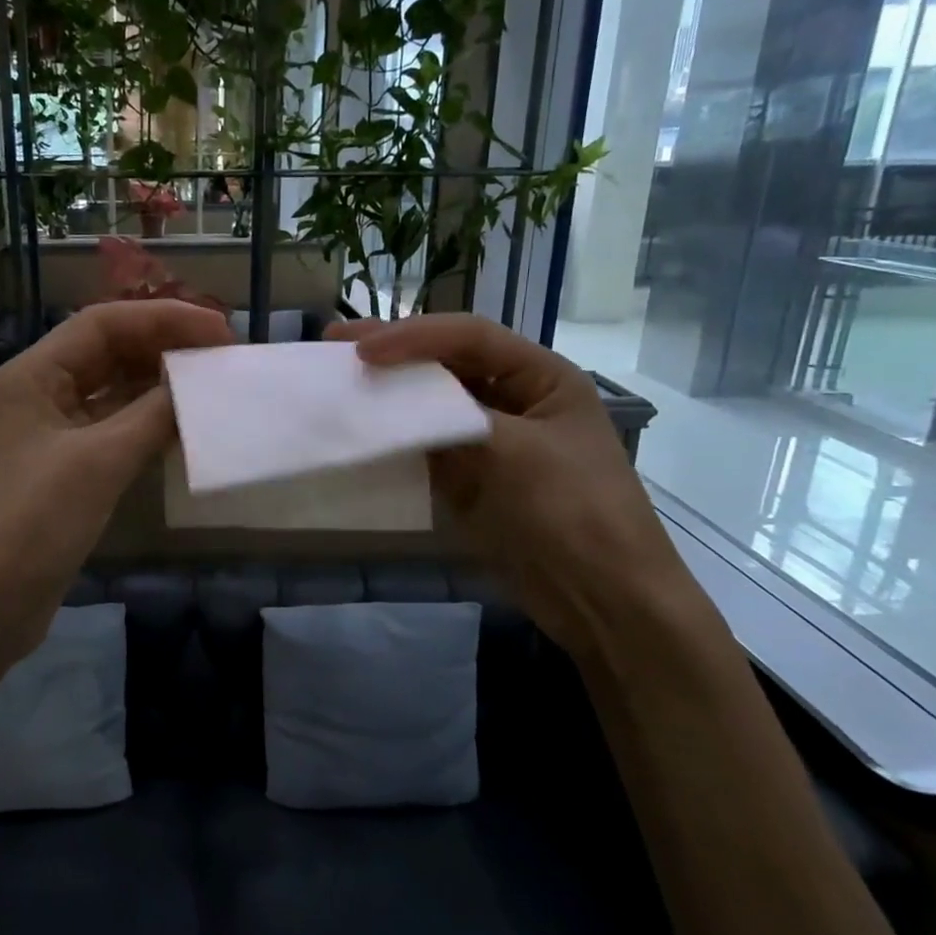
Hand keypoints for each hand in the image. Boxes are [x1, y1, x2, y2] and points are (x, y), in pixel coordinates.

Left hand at [0, 299, 233, 655]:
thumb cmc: (32, 525)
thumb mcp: (98, 462)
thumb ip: (152, 414)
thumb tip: (197, 385)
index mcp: (33, 375)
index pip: (103, 324)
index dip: (163, 319)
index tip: (219, 332)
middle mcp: (39, 394)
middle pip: (108, 352)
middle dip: (163, 348)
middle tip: (222, 358)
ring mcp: (50, 433)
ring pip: (112, 391)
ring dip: (158, 386)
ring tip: (211, 387)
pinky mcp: (64, 469)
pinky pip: (112, 429)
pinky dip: (146, 424)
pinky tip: (184, 428)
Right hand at [328, 314, 699, 663]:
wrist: (600, 598)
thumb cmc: (572, 512)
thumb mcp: (514, 452)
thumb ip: (452, 418)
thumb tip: (391, 404)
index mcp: (541, 377)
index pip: (470, 336)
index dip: (413, 336)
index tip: (360, 352)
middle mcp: (514, 397)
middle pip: (447, 361)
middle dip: (393, 351)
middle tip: (335, 344)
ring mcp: (490, 437)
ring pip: (431, 401)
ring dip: (389, 391)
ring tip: (340, 380)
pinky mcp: (471, 474)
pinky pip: (426, 443)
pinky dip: (395, 434)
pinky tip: (363, 429)